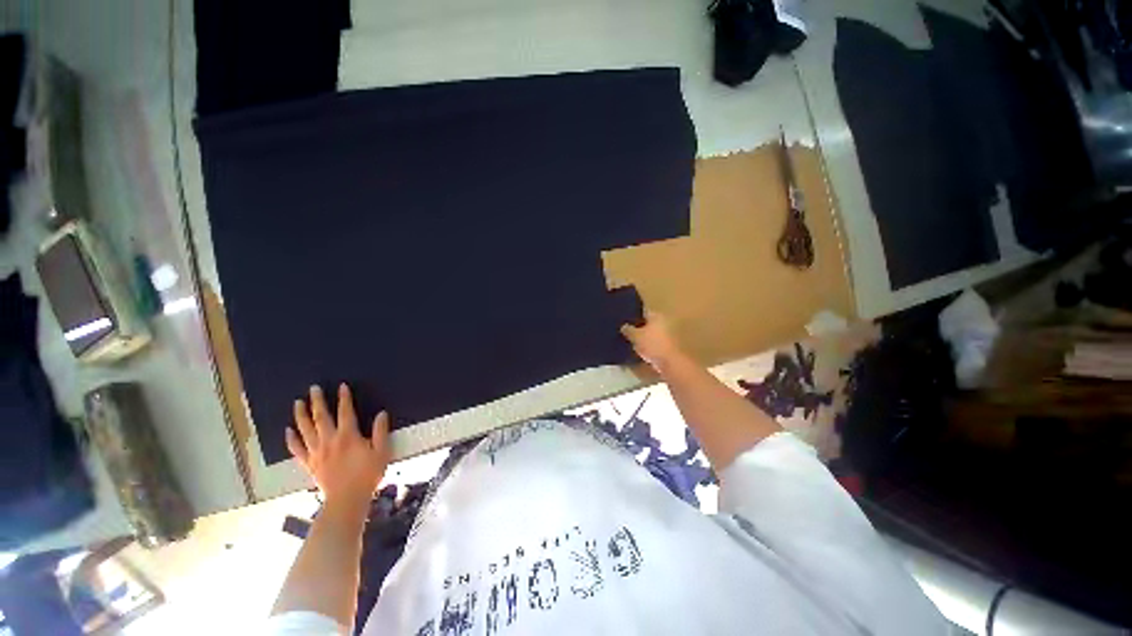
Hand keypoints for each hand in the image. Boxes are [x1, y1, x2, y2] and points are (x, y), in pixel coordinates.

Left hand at [286, 383, 390, 508]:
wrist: (346, 500)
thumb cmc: (367, 475)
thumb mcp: (382, 452)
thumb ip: (381, 431)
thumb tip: (381, 413)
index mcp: (348, 436)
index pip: (346, 412)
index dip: (344, 398)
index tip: (341, 386)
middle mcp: (329, 440)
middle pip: (321, 417)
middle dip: (317, 401)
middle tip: (313, 388)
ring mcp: (317, 452)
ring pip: (306, 430)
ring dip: (301, 415)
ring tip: (297, 403)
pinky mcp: (310, 464)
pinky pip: (297, 449)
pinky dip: (291, 439)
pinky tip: (288, 431)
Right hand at [620, 311, 687, 371]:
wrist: (669, 363)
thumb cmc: (652, 344)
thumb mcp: (635, 336)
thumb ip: (628, 330)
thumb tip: (623, 326)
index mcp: (656, 316)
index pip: (643, 312)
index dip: (633, 315)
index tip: (624, 320)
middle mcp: (663, 323)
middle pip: (647, 324)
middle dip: (637, 328)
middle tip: (625, 332)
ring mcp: (666, 336)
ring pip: (650, 335)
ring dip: (642, 339)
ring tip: (630, 343)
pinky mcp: (666, 348)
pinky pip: (653, 345)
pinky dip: (646, 348)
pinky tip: (638, 352)